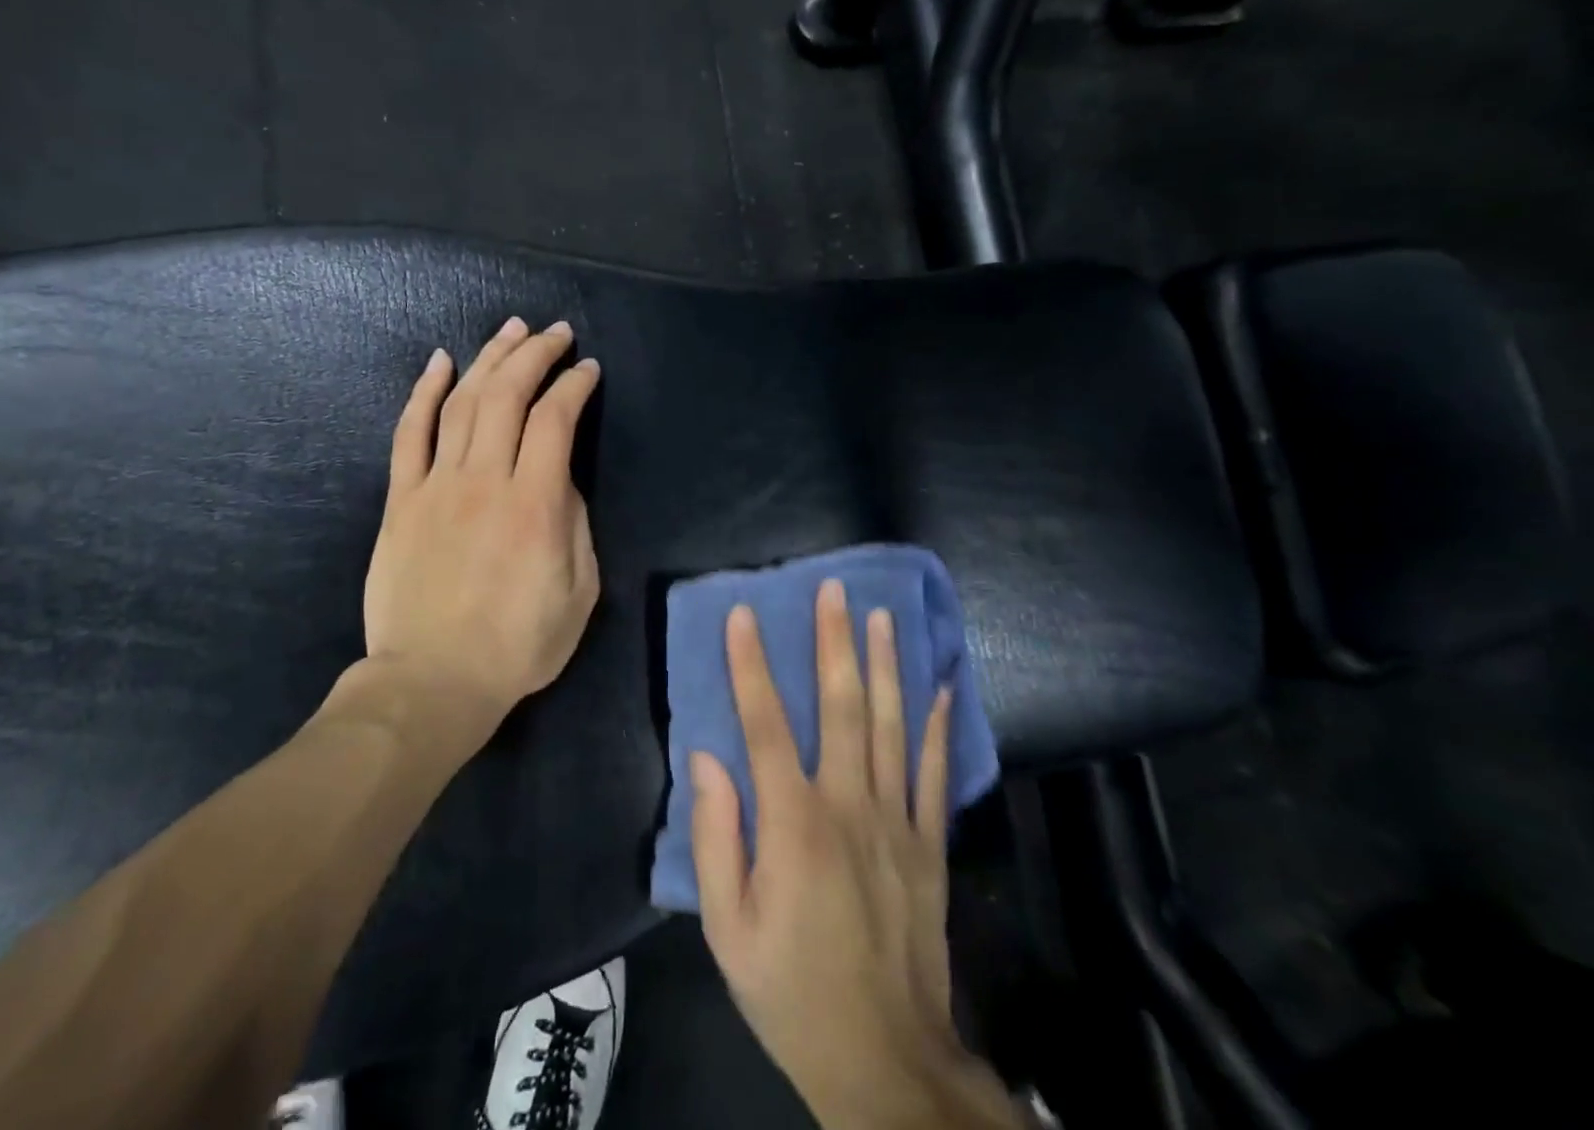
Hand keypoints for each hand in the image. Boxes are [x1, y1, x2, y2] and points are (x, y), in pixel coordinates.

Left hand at [362, 318, 601, 726]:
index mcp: (535, 504)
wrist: (432, 682)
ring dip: (489, 359)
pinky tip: (440, 362)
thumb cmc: (517, 645)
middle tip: (554, 333)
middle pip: (508, 395)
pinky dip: (424, 392)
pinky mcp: (402, 499)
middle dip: (535, 354)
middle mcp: (485, 480)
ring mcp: (437, 485)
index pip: (556, 419)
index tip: (588, 369)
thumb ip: (575, 525)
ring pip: (463, 402)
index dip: (575, 385)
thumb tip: (561, 480)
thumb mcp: (579, 593)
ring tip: (510, 331)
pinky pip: (410, 433)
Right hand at [690, 581, 1021, 1129]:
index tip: (743, 614)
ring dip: (885, 665)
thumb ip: (715, 837)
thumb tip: (707, 757)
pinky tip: (941, 686)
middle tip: (833, 589)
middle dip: (834, 642)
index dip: (751, 665)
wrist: (885, 1059)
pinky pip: (934, 773)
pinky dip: (938, 726)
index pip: (765, 724)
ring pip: (891, 726)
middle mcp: (849, 807)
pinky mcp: (930, 846)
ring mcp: (897, 823)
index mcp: (793, 824)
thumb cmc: (790, 989)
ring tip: (881, 615)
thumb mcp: (726, 928)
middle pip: (841, 708)